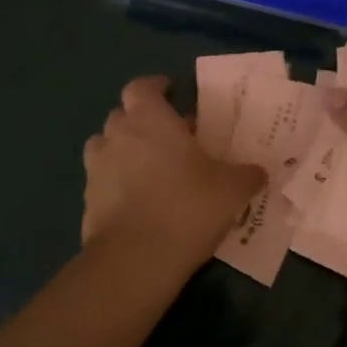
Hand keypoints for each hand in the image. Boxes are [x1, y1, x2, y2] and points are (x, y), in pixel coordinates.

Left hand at [82, 76, 265, 269]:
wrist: (135, 260)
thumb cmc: (187, 207)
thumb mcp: (232, 189)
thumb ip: (246, 175)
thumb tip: (259, 172)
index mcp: (150, 119)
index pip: (141, 87)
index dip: (155, 87)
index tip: (171, 93)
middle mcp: (118, 136)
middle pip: (121, 115)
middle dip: (141, 120)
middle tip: (168, 136)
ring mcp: (97, 169)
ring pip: (105, 146)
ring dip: (123, 150)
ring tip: (147, 167)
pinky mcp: (87, 202)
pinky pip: (101, 181)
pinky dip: (115, 184)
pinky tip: (138, 202)